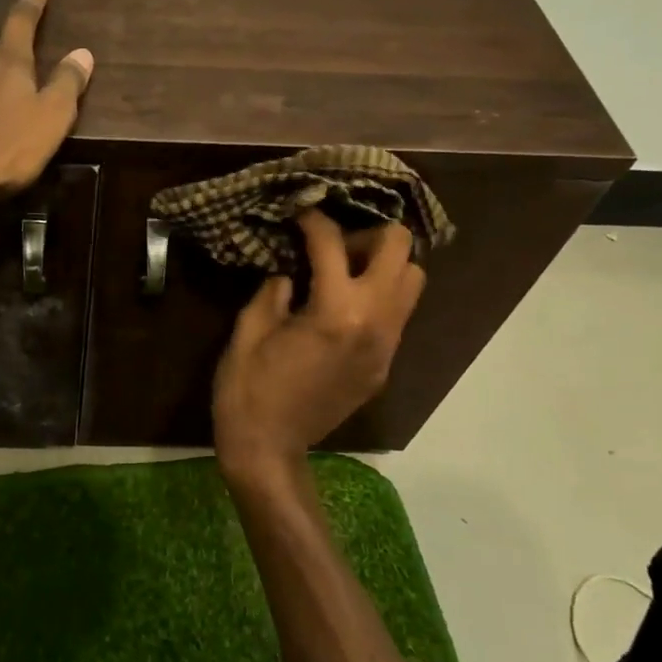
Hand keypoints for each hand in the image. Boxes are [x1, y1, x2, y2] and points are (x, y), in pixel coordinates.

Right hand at [212, 210, 426, 481]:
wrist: (269, 449)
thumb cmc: (248, 388)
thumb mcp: (249, 330)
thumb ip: (274, 290)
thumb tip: (291, 273)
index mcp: (335, 311)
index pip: (333, 244)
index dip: (313, 220)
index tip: (299, 212)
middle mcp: (374, 323)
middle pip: (400, 251)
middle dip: (366, 234)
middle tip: (332, 246)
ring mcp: (386, 347)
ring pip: (412, 282)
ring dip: (382, 265)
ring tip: (343, 273)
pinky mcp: (383, 366)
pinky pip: (397, 315)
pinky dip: (377, 297)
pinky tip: (340, 309)